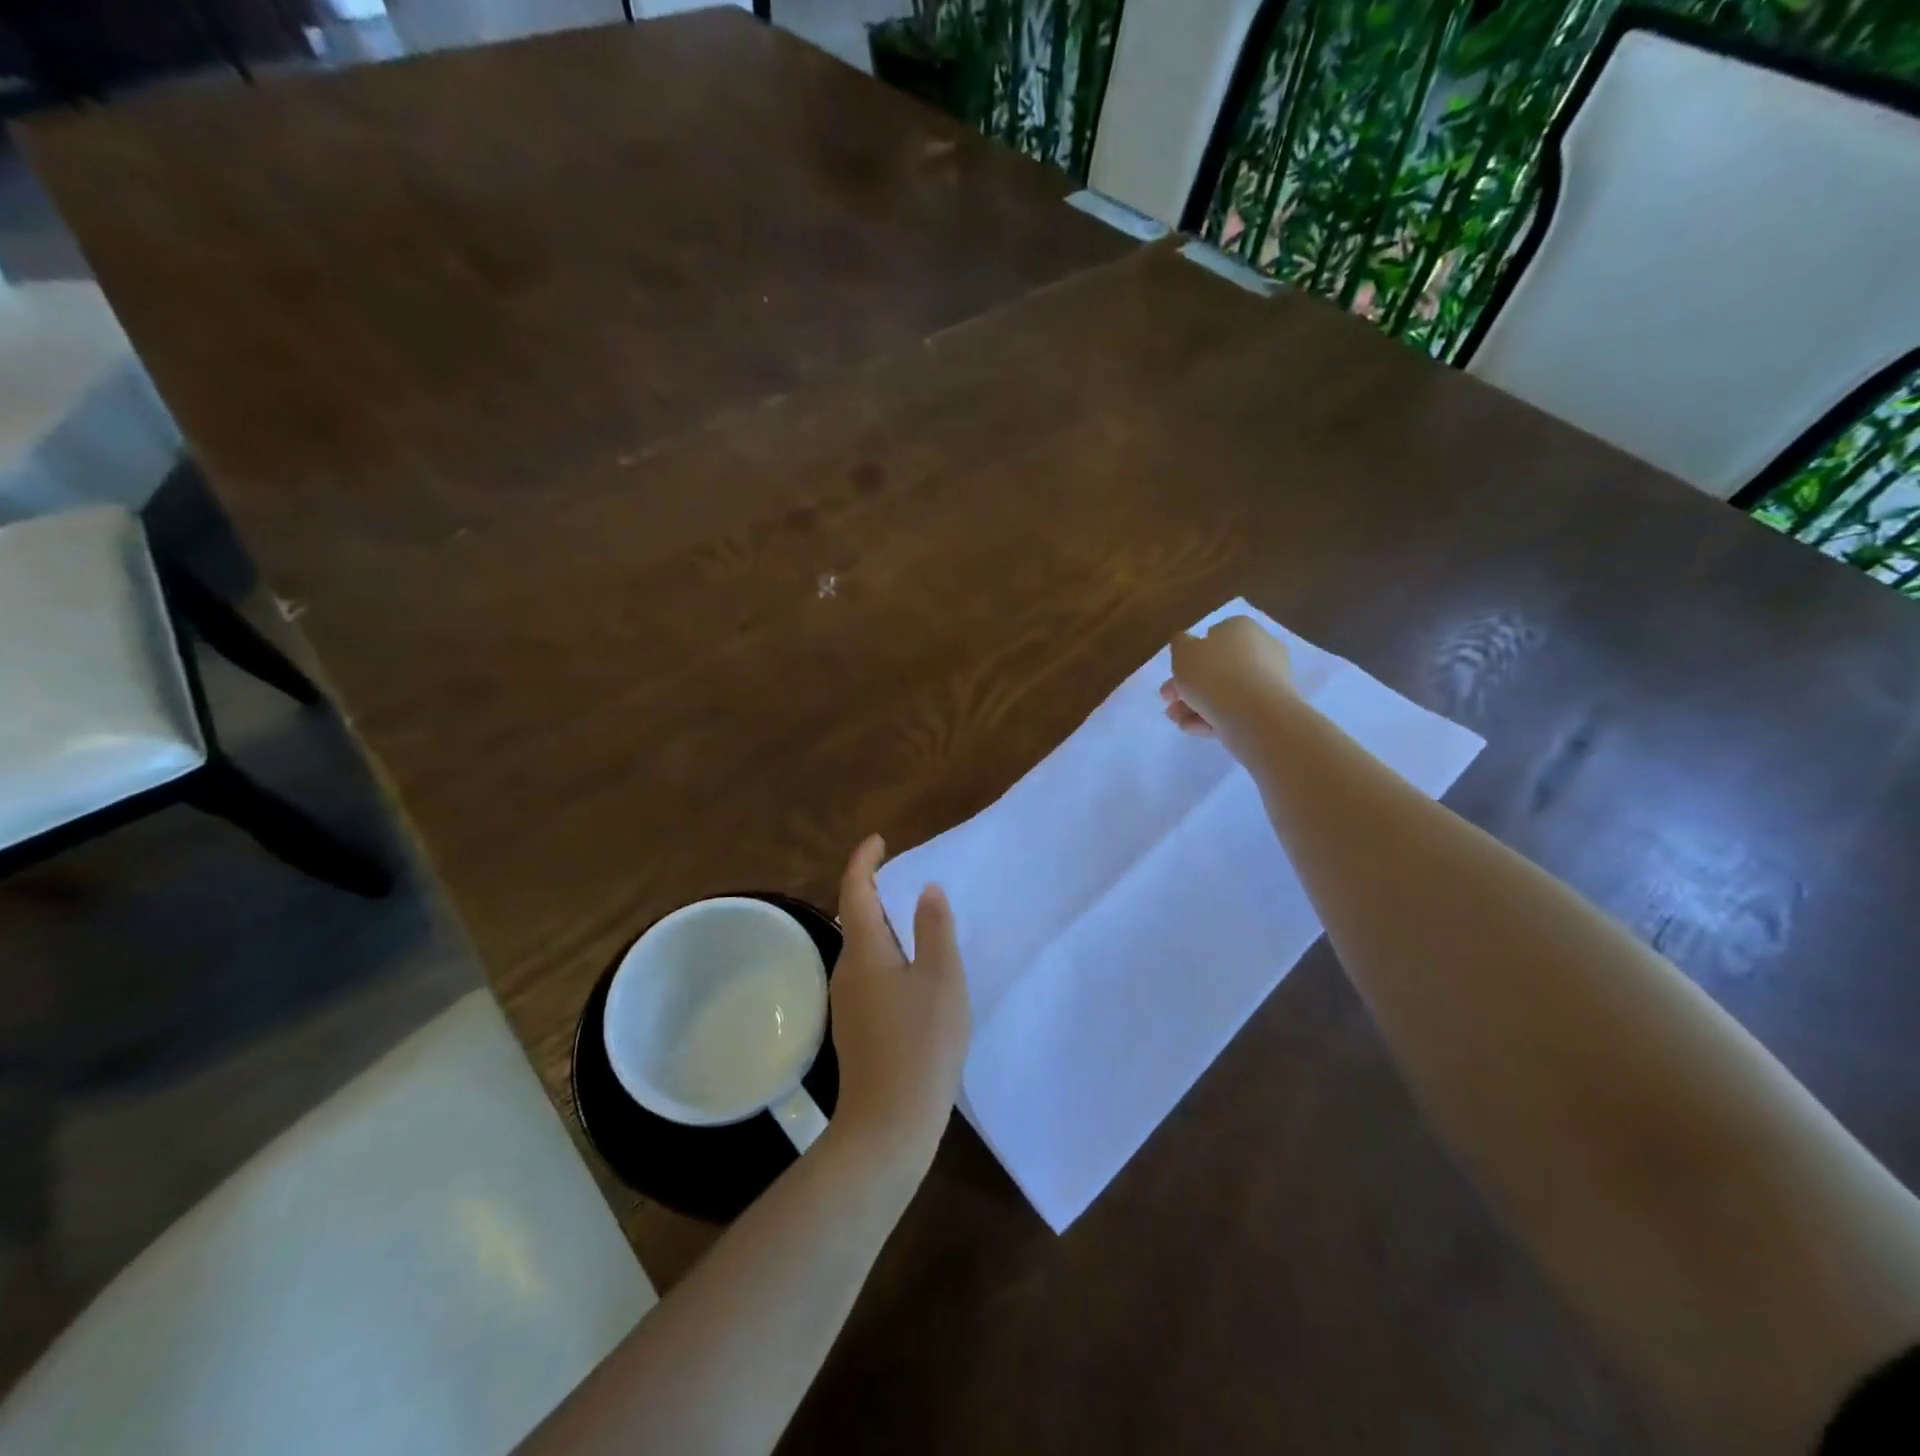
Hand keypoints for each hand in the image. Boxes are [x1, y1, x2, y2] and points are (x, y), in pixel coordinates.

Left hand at [827, 835, 970, 1180]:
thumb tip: (926, 890)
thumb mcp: (941, 978)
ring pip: (864, 948)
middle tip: (908, 878)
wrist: (889, 1124)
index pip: (855, 890)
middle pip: (857, 917)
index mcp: (864, 951)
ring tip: (917, 921)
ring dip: (885, 926)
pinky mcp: (858, 1026)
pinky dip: (889, 955)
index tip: (879, 840)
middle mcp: (847, 970)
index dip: (864, 861)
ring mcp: (848, 1002)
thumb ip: (934, 929)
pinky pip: (871, 973)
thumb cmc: (921, 1044)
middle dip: (877, 892)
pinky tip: (915, 973)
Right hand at [1160, 615, 1295, 752]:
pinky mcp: (1268, 710)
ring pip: (1224, 691)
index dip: (1191, 654)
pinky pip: (1234, 710)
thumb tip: (1187, 644)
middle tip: (1168, 698)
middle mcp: (1260, 650)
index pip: (1215, 635)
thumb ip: (1180, 644)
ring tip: (1174, 718)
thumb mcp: (1183, 652)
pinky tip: (1190, 727)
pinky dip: (1211, 718)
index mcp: (1242, 629)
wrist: (1254, 714)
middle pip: (1217, 667)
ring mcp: (1267, 682)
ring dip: (1194, 704)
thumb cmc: (1214, 673)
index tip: (1174, 672)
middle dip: (1188, 685)